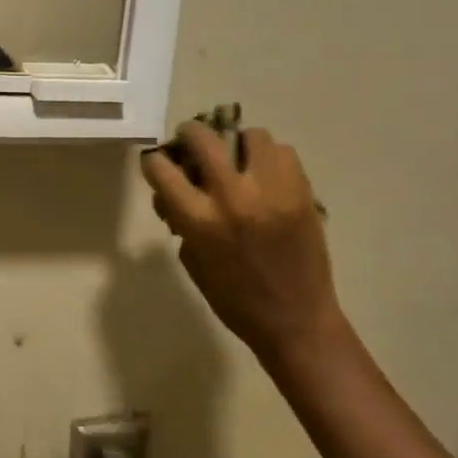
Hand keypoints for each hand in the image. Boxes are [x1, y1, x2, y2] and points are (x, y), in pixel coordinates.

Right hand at [141, 124, 343, 361]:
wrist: (297, 321)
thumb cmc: (234, 298)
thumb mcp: (192, 260)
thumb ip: (180, 219)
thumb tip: (174, 192)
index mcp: (200, 219)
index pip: (161, 168)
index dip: (155, 163)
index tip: (160, 166)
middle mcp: (233, 196)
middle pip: (202, 138)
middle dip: (189, 135)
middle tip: (191, 145)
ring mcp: (272, 191)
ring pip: (251, 136)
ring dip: (237, 144)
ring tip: (238, 160)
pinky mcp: (302, 193)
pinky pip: (284, 153)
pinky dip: (270, 158)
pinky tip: (265, 176)